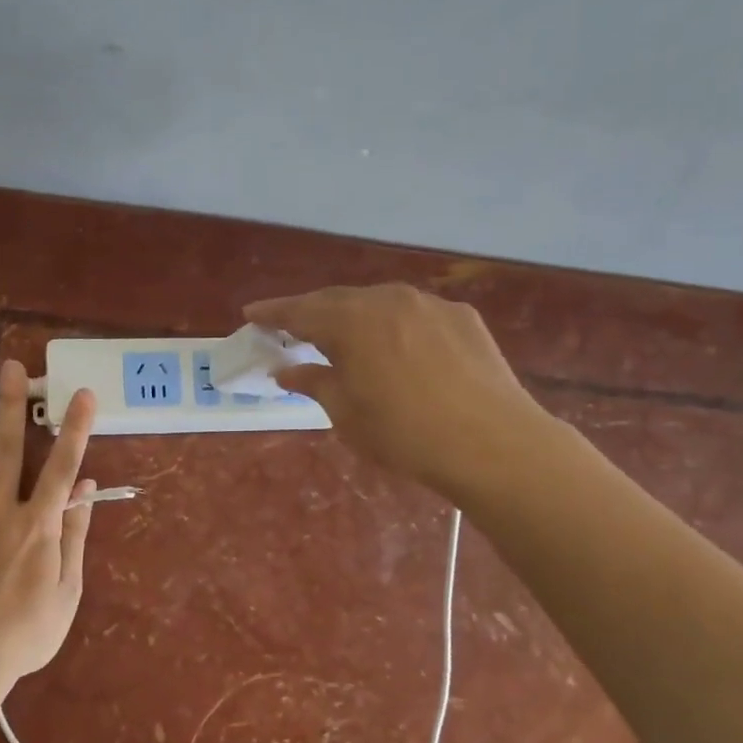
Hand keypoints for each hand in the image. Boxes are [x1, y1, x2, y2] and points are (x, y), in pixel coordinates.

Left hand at [0, 363, 96, 687]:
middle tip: (12, 366)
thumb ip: (76, 535)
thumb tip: (87, 490)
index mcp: (38, 524)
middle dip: (12, 404)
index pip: (62, 466)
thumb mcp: (68, 590)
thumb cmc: (26, 632)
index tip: (83, 393)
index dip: (75, 428)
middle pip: (7, 448)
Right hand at [244, 283, 546, 498]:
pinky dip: (392, 324)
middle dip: (311, 311)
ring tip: (341, 334)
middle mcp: (387, 300)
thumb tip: (286, 370)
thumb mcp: (346, 414)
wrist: (492, 443)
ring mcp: (429, 304)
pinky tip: (395, 346)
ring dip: (353, 316)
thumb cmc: (404, 434)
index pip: (300, 311)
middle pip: (338, 299)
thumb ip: (314, 383)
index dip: (272, 313)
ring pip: (378, 302)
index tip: (250, 314)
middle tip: (291, 326)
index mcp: (351, 322)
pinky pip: (413, 313)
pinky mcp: (462, 317)